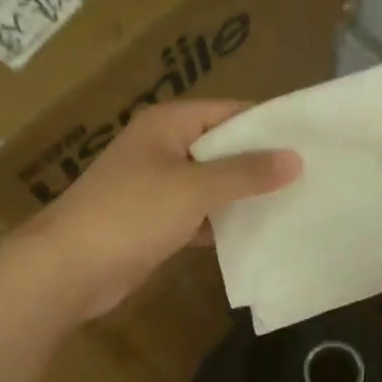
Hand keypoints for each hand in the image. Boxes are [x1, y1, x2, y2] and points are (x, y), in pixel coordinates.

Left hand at [16, 100, 299, 320]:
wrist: (68, 269)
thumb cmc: (130, 214)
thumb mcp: (193, 188)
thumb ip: (245, 173)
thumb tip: (295, 158)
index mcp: (168, 124)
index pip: (230, 112)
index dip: (268, 124)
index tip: (312, 139)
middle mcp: (164, 147)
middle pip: (223, 147)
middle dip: (261, 162)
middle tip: (312, 174)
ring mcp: (158, 185)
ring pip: (213, 183)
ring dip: (244, 194)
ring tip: (297, 202)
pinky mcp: (157, 220)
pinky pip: (201, 213)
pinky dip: (224, 221)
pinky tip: (259, 232)